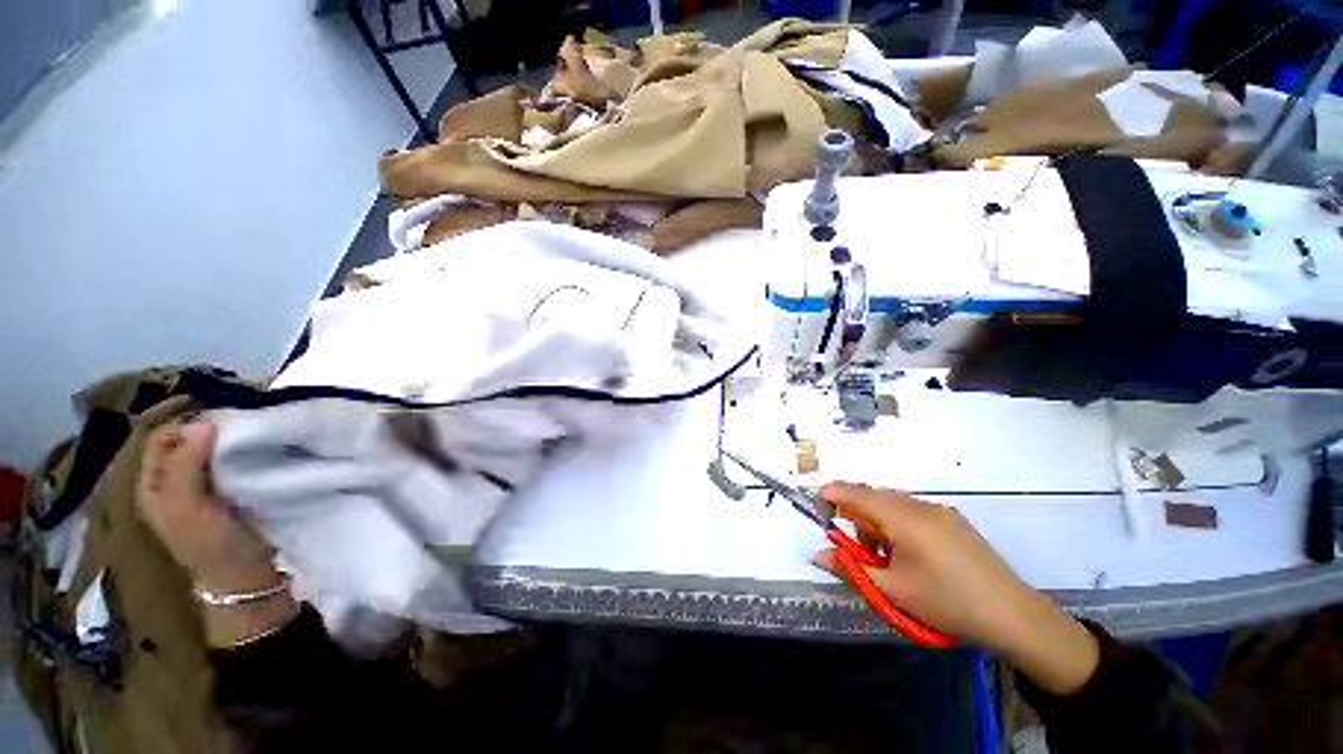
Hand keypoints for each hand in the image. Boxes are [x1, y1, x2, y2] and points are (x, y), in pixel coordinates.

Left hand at [137, 421, 297, 646]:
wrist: (247, 577)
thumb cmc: (211, 545)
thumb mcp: (187, 508)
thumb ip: (184, 466)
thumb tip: (204, 422)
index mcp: (152, 485)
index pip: (162, 438)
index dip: (186, 425)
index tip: (222, 422)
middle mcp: (172, 483)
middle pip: (186, 441)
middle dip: (210, 430)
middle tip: (241, 427)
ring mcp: (201, 489)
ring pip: (209, 451)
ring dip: (227, 442)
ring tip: (254, 436)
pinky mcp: (229, 493)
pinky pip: (229, 463)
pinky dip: (241, 453)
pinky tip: (259, 452)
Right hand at [814, 482, 1099, 694]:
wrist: (1014, 617)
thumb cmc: (947, 602)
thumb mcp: (892, 590)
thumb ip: (850, 568)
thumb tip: (817, 554)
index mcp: (904, 518)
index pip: (857, 493)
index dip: (832, 493)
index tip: (815, 503)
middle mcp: (920, 506)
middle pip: (874, 496)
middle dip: (856, 515)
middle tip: (857, 548)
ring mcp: (940, 511)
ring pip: (894, 503)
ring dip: (878, 521)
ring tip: (885, 557)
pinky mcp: (953, 521)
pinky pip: (913, 511)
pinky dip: (898, 524)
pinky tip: (907, 554)